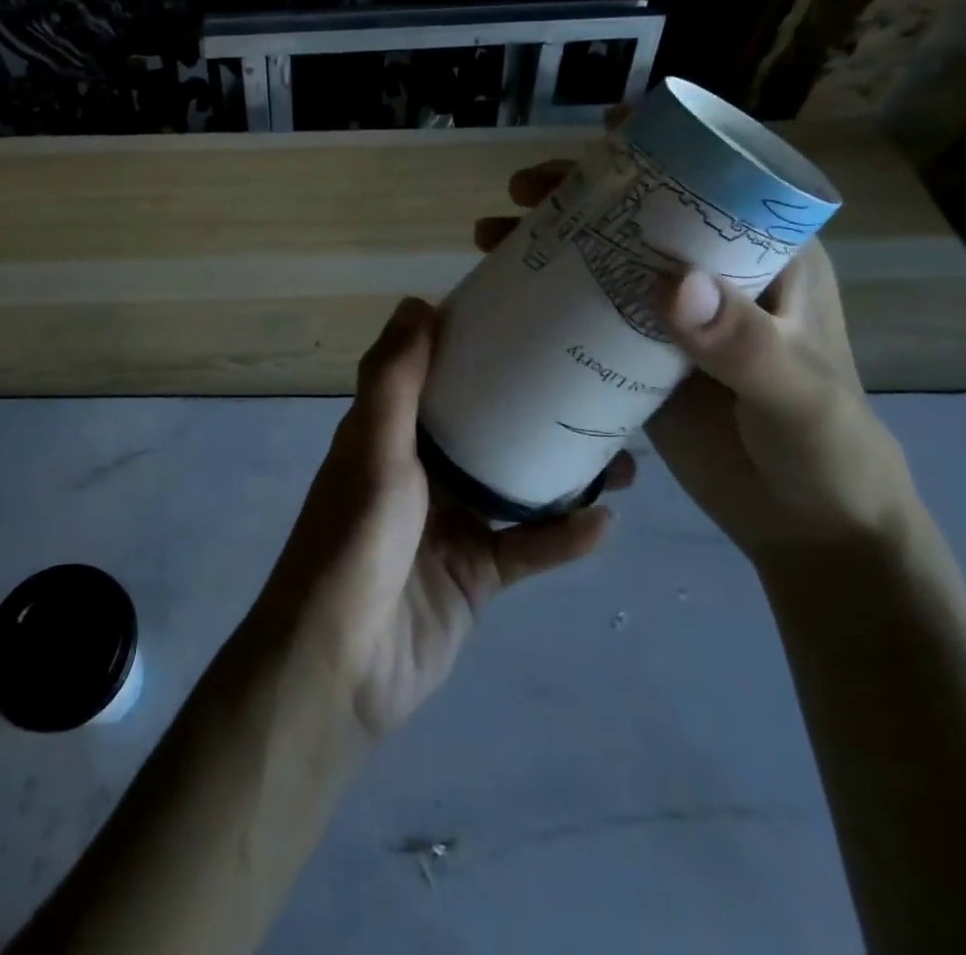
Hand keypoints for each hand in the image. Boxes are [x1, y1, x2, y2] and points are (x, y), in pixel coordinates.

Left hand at [255, 298, 630, 741]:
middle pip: (487, 429)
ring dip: (564, 474)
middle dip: (535, 411)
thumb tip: (417, 301)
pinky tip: (606, 523)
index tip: (530, 321)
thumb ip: (393, 379)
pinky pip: (527, 548)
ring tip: (622, 457)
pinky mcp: (476, 576)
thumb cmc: (354, 539)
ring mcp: (451, 524)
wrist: (342, 663)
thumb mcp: (373, 447)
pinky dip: (563, 538)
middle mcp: (421, 471)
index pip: (438, 376)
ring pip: (516, 486)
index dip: (477, 348)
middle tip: (594, 389)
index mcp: (391, 434)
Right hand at [479, 161, 921, 567]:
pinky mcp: (640, 353)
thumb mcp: (795, 394)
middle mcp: (714, 274)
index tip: (603, 128)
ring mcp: (672, 315)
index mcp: (766, 259)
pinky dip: (550, 293)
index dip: (660, 146)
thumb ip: (743, 344)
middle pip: (640, 212)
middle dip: (580, 190)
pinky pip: (589, 309)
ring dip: (551, 237)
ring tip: (491, 234)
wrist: (808, 527)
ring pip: (605, 256)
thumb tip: (669, 284)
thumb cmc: (825, 449)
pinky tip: (509, 291)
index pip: (713, 181)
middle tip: (522, 190)